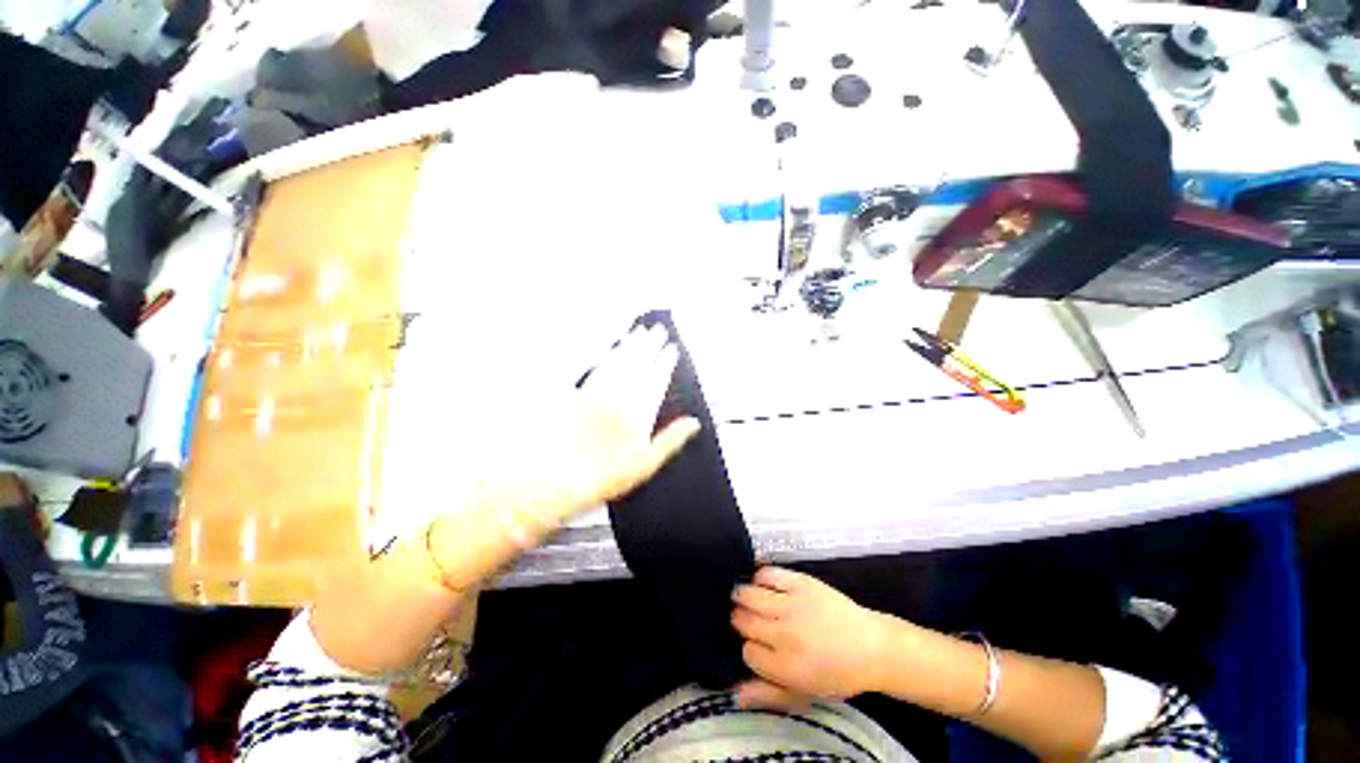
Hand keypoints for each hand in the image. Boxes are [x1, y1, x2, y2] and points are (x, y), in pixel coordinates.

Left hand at [534, 323, 701, 521]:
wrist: (554, 477)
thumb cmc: (603, 475)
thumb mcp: (645, 465)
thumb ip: (671, 440)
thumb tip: (694, 422)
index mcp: (638, 413)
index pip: (656, 380)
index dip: (665, 362)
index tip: (672, 348)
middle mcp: (619, 397)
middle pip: (638, 364)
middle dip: (649, 344)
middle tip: (658, 329)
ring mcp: (598, 393)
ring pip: (618, 360)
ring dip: (630, 344)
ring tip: (639, 331)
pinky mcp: (580, 393)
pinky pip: (599, 366)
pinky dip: (609, 353)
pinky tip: (613, 348)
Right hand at [731, 567, 891, 709]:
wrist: (872, 647)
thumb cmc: (838, 674)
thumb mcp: (804, 693)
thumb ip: (768, 693)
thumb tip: (735, 693)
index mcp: (785, 667)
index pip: (748, 652)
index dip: (750, 649)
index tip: (758, 647)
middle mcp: (784, 633)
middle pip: (744, 620)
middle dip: (741, 621)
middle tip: (749, 621)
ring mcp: (792, 604)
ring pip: (749, 595)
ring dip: (743, 597)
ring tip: (747, 599)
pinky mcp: (800, 582)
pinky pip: (767, 573)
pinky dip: (759, 577)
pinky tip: (762, 584)